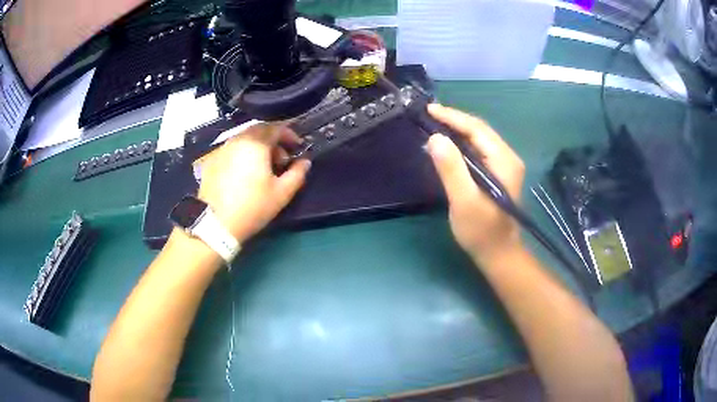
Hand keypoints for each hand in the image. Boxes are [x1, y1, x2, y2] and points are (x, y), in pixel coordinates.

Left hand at [197, 123, 310, 242]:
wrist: (215, 223)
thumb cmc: (252, 207)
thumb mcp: (282, 193)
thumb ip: (297, 173)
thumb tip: (305, 162)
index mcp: (256, 143)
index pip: (276, 127)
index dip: (289, 134)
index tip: (297, 147)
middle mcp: (238, 140)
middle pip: (259, 131)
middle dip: (273, 141)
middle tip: (281, 160)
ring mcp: (222, 149)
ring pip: (244, 139)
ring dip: (258, 147)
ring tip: (263, 168)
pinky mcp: (212, 161)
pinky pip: (232, 150)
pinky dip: (243, 154)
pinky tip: (244, 173)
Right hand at [425, 104, 524, 262]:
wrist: (498, 253)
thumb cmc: (481, 231)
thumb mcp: (464, 201)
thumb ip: (451, 169)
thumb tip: (435, 138)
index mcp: (503, 161)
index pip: (477, 129)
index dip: (453, 117)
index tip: (429, 110)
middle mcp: (507, 157)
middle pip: (479, 130)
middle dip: (454, 120)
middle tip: (428, 115)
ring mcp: (504, 165)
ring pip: (479, 138)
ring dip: (457, 130)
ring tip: (434, 124)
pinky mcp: (498, 173)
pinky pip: (479, 150)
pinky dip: (462, 143)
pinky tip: (448, 145)